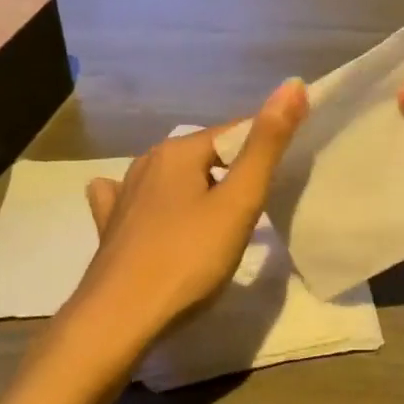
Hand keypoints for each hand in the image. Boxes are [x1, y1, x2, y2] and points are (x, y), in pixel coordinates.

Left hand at [71, 78, 307, 349]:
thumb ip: (267, 144)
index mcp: (179, 150)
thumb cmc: (188, 258)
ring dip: (197, 186)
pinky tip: (144, 208)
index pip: (235, 132)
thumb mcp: (239, 202)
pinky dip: (150, 201)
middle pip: (205, 155)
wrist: (118, 320)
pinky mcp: (111, 226)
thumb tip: (293, 83)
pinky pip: (135, 200)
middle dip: (233, 171)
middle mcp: (147, 162)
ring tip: (219, 214)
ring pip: (173, 177)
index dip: (265, 148)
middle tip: (258, 207)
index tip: (285, 176)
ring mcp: (124, 194)